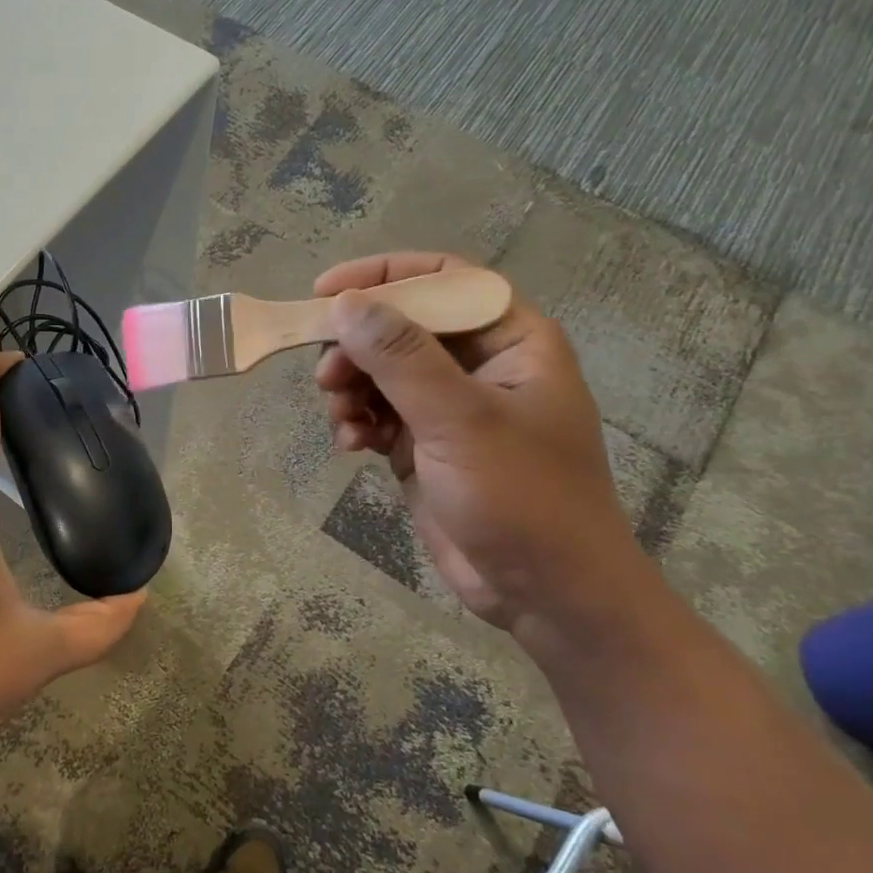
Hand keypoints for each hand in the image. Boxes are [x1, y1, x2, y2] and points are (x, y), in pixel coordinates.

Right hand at [314, 252, 650, 632]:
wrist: (546, 595)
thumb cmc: (523, 498)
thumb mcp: (461, 420)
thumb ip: (401, 358)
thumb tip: (344, 304)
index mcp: (511, 341)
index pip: (444, 280)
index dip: (384, 276)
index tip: (325, 292)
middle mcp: (480, 365)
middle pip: (401, 326)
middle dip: (357, 347)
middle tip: (326, 375)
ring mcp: (450, 407)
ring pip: (381, 371)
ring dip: (351, 388)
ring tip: (341, 418)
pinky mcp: (425, 445)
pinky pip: (378, 413)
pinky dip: (358, 422)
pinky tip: (351, 446)